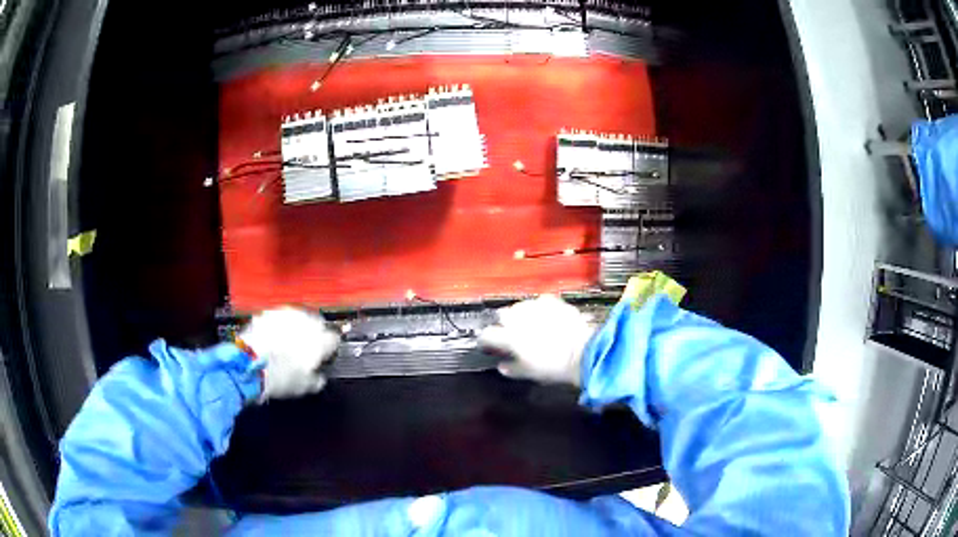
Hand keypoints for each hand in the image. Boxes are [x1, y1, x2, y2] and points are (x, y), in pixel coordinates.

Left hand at [238, 307, 340, 400]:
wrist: (249, 364)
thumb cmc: (278, 377)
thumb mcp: (304, 387)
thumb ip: (317, 379)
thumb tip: (319, 378)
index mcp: (320, 341)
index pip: (333, 339)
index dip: (329, 349)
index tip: (324, 357)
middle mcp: (306, 323)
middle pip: (317, 323)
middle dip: (314, 334)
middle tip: (306, 349)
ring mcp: (286, 315)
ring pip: (298, 317)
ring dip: (296, 327)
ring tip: (288, 342)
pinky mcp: (268, 312)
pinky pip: (279, 317)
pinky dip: (278, 325)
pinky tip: (272, 337)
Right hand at [478, 295, 594, 386]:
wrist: (583, 352)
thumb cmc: (554, 366)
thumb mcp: (530, 373)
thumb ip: (513, 368)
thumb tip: (502, 367)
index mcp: (510, 337)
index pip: (487, 334)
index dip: (485, 339)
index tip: (487, 343)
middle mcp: (519, 319)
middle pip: (502, 315)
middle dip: (503, 322)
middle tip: (510, 333)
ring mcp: (536, 308)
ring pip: (520, 305)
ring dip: (521, 313)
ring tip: (529, 323)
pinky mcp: (553, 302)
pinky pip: (540, 301)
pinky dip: (540, 307)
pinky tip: (545, 315)